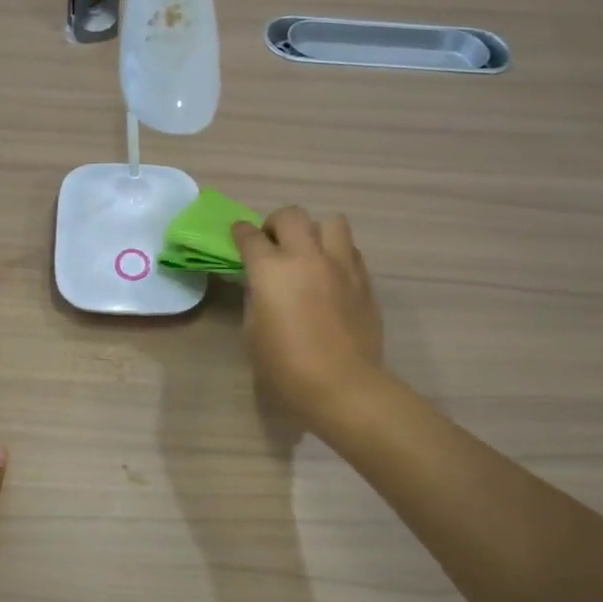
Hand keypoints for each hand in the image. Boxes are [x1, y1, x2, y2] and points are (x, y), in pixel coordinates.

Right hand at [231, 208, 384, 423]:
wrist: (343, 385)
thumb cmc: (286, 367)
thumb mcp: (253, 332)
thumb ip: (256, 298)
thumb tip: (262, 284)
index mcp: (271, 270)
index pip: (250, 236)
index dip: (240, 233)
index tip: (238, 235)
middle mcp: (306, 257)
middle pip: (292, 215)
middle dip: (277, 223)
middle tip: (273, 243)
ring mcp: (340, 266)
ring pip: (331, 222)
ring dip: (315, 232)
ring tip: (310, 253)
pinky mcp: (364, 281)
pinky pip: (351, 251)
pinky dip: (338, 254)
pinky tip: (332, 275)